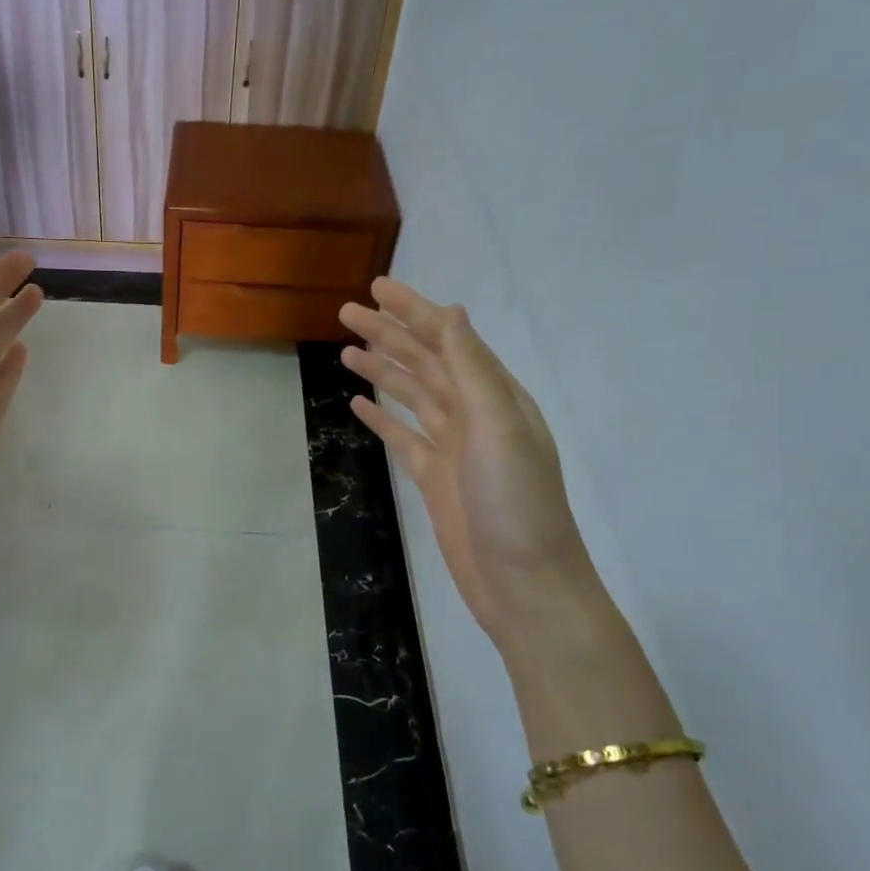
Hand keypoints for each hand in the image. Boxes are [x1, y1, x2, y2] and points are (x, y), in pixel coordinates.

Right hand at [340, 278, 596, 646]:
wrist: (524, 583)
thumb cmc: (515, 504)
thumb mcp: (498, 429)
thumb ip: (473, 370)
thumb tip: (453, 313)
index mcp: (494, 395)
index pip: (448, 339)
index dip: (413, 310)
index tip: (377, 287)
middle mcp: (474, 413)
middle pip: (424, 362)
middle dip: (388, 333)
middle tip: (346, 312)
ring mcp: (452, 447)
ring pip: (410, 395)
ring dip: (381, 370)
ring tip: (345, 350)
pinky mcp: (434, 478)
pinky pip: (402, 437)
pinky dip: (381, 418)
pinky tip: (358, 404)